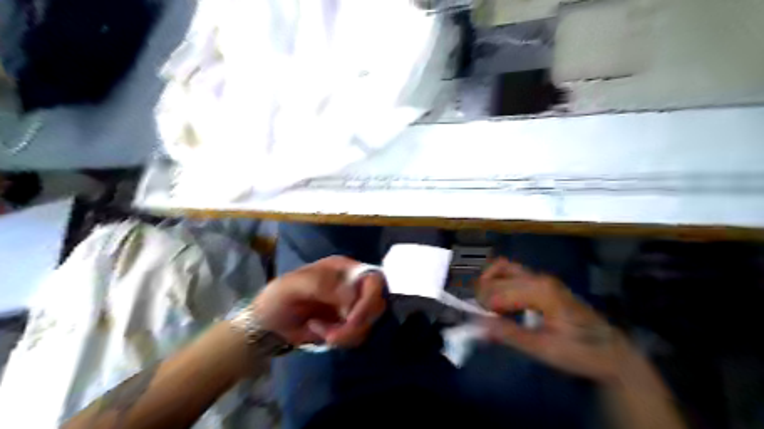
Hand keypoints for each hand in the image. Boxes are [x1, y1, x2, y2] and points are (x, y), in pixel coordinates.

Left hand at [252, 257, 387, 346]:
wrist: (267, 325)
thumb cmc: (278, 298)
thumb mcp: (293, 286)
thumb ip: (322, 285)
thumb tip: (352, 297)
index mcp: (342, 269)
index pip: (373, 278)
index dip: (370, 298)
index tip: (351, 317)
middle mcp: (352, 285)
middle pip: (377, 302)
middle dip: (359, 322)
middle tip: (335, 335)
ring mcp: (352, 305)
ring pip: (369, 321)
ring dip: (349, 333)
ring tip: (323, 333)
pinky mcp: (348, 324)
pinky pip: (359, 334)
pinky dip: (344, 339)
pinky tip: (324, 334)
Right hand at [479, 258, 636, 382]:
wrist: (611, 351)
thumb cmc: (579, 351)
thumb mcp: (543, 348)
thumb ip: (509, 333)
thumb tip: (478, 325)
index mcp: (540, 291)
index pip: (498, 290)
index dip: (484, 306)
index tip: (479, 323)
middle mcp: (539, 278)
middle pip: (498, 273)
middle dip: (483, 293)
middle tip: (481, 317)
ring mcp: (541, 278)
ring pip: (504, 267)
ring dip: (489, 283)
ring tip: (486, 306)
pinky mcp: (542, 284)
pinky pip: (512, 274)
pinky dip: (498, 283)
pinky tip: (500, 303)